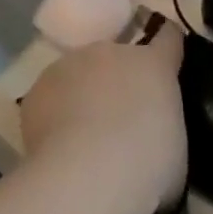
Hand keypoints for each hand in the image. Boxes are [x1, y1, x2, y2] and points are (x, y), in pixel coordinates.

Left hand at [21, 27, 185, 211]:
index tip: (167, 58)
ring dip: (83, 96)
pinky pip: (51, 99)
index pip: (168, 38)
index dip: (168, 47)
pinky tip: (57, 149)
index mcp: (153, 64)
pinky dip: (54, 117)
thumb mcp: (175, 149)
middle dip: (118, 82)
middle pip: (116, 58)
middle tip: (119, 121)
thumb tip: (152, 134)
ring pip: (79, 76)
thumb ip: (164, 127)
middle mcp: (110, 53)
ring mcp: (69, 66)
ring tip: (82, 140)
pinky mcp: (37, 90)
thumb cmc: (147, 165)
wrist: (86, 175)